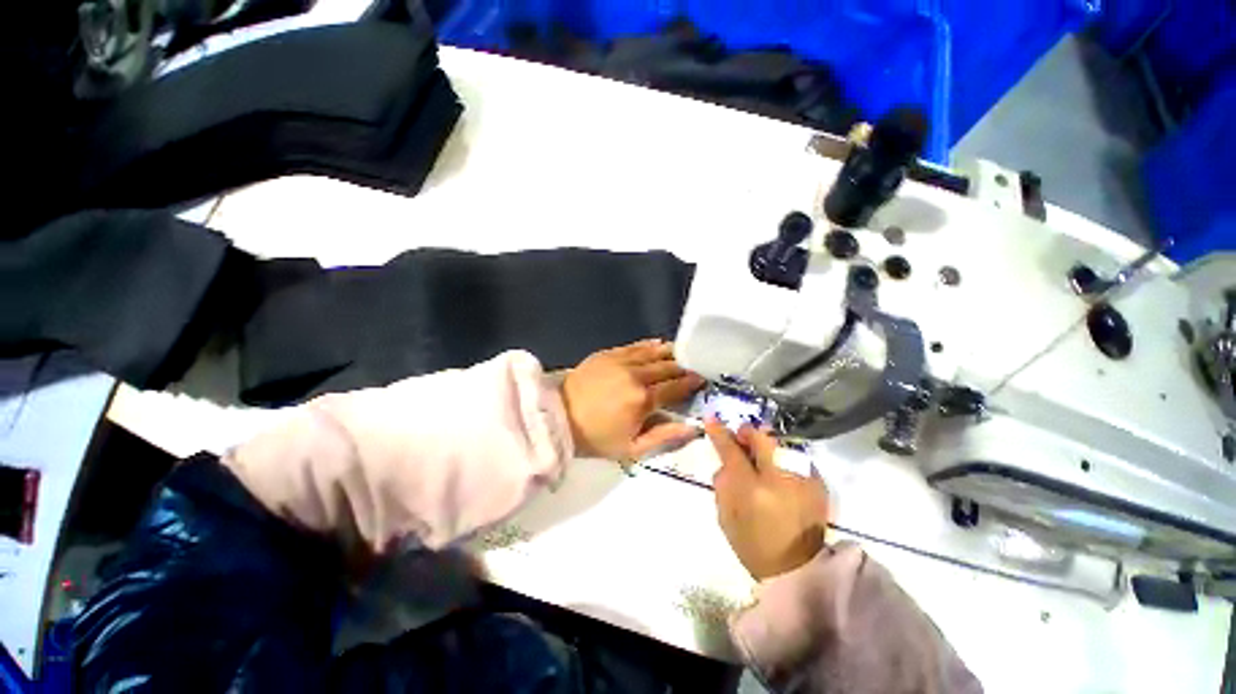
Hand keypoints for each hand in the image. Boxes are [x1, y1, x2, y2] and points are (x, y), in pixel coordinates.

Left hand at [561, 340, 703, 460]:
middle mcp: (636, 375)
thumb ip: (665, 436)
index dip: (690, 383)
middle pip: (667, 367)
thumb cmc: (596, 437)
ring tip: (681, 353)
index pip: (675, 387)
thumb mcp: (632, 448)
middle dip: (682, 367)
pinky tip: (657, 344)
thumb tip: (694, 428)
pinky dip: (649, 345)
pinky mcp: (608, 354)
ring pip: (653, 352)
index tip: (701, 379)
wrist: (558, 418)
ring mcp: (621, 361)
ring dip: (670, 353)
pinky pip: (635, 346)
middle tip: (692, 367)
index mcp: (643, 399)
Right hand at [707, 421, 829, 580]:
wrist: (799, 570)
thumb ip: (722, 483)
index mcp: (752, 491)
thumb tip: (724, 460)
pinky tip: (778, 473)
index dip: (720, 433)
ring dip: (764, 446)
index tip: (712, 419)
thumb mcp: (726, 517)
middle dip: (747, 434)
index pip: (732, 450)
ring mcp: (803, 478)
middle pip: (761, 437)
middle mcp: (780, 478)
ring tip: (759, 459)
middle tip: (740, 441)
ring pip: (779, 443)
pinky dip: (781, 458)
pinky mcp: (817, 482)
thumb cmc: (754, 545)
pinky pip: (793, 456)